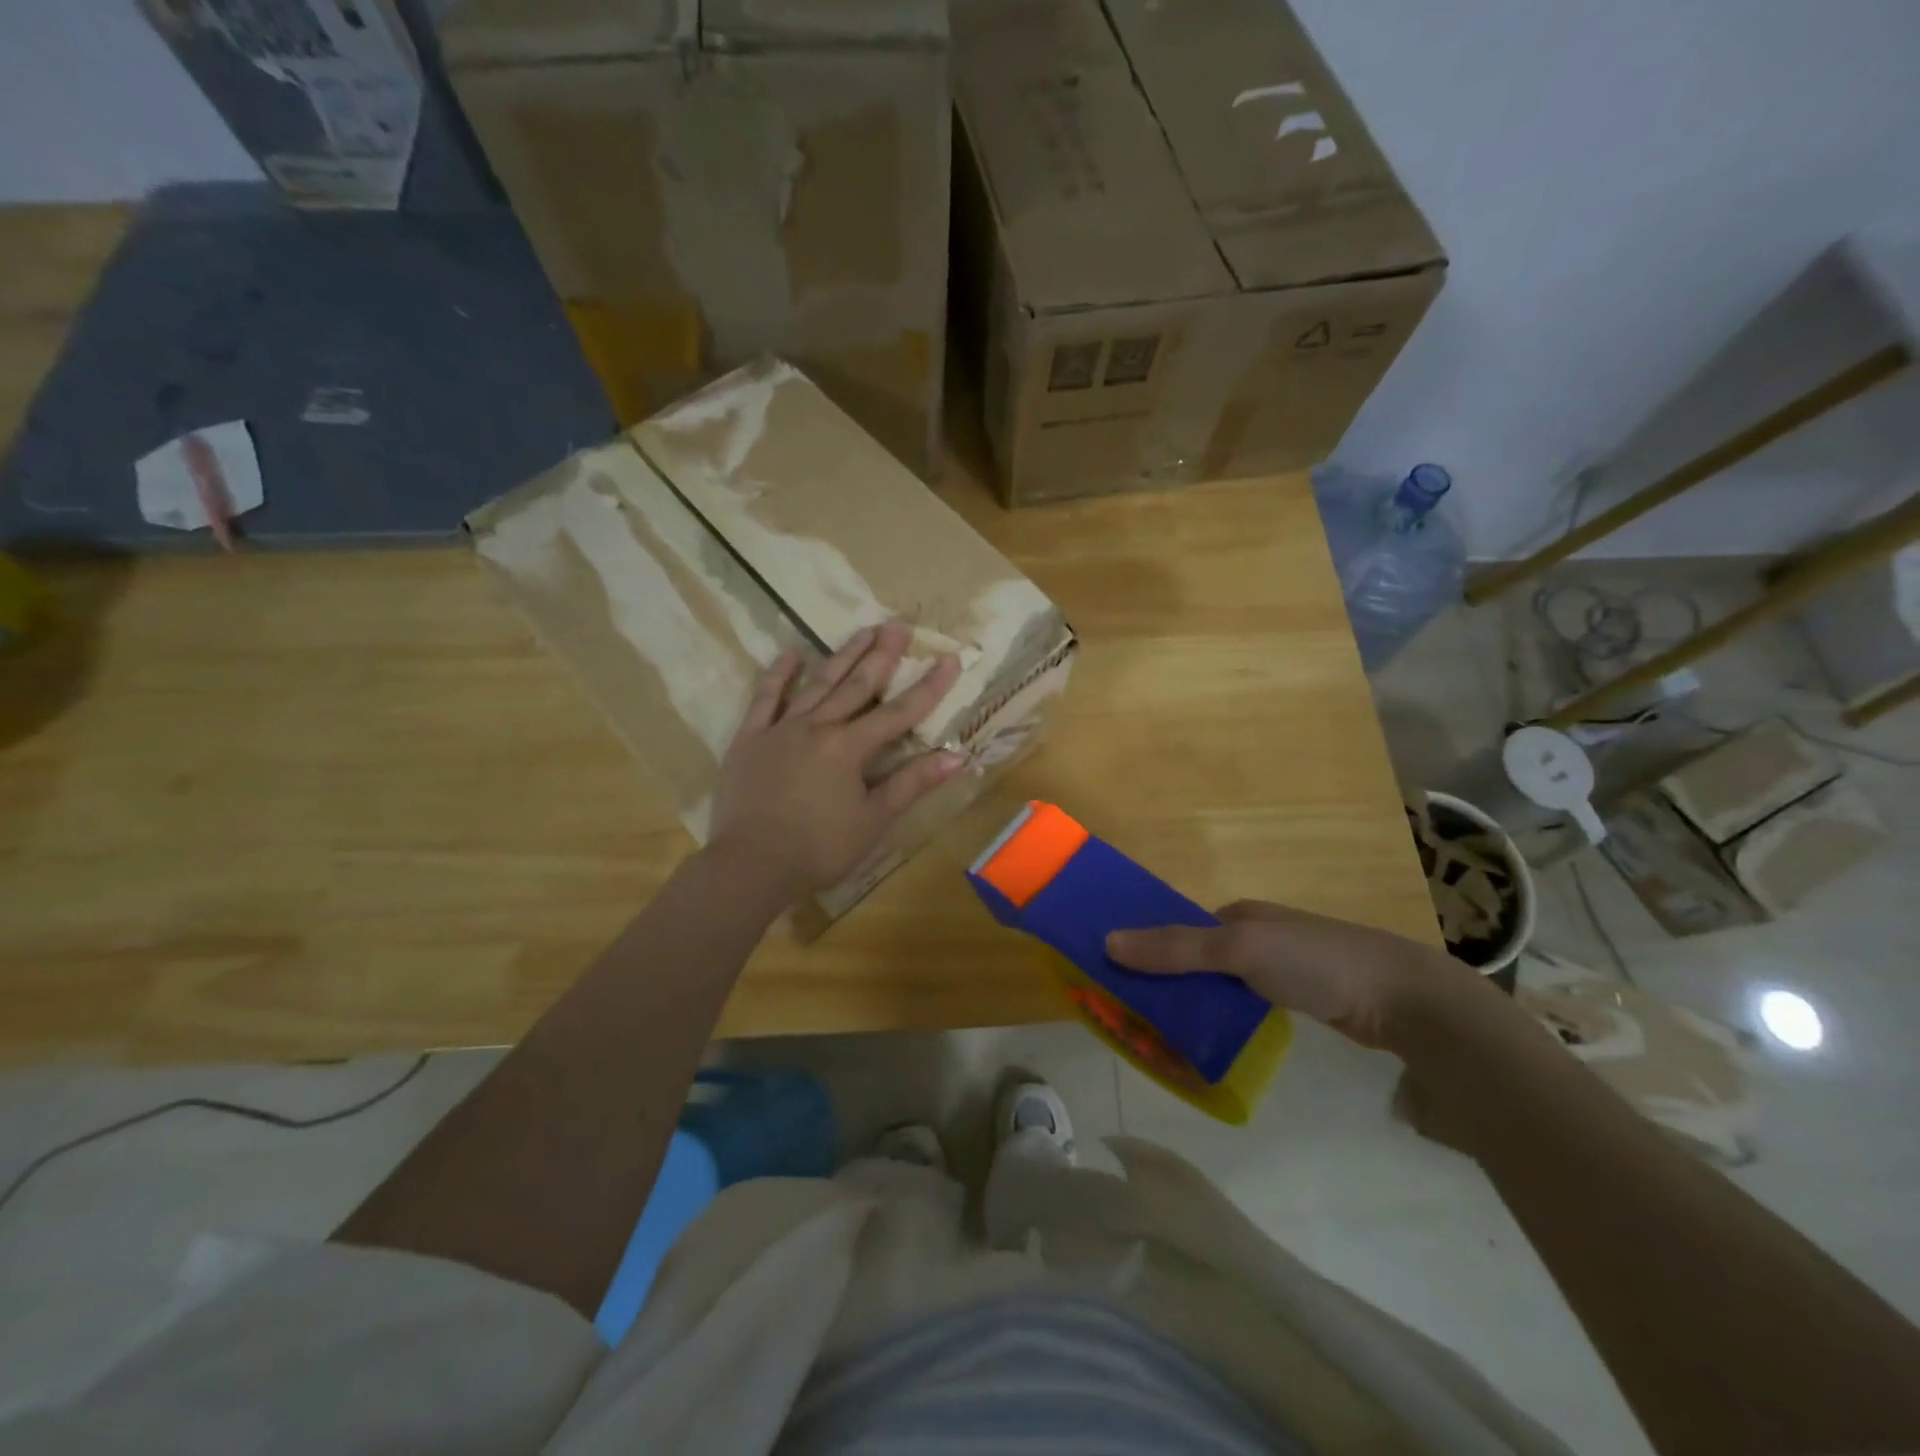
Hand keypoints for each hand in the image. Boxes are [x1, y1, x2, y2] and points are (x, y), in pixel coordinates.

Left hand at [707, 621, 964, 902]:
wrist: (751, 864)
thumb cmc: (819, 848)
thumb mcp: (873, 820)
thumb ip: (912, 784)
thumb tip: (957, 757)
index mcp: (850, 748)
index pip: (900, 713)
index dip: (928, 687)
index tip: (949, 659)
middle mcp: (818, 727)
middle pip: (857, 685)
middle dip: (882, 655)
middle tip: (898, 624)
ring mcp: (781, 729)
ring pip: (817, 684)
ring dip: (841, 656)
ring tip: (862, 630)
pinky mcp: (750, 739)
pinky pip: (765, 699)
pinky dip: (779, 676)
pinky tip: (791, 655)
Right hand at [1105, 900, 1484, 1052]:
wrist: (1404, 998)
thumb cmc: (1316, 961)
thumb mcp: (1240, 949)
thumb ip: (1176, 948)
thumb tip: (1107, 942)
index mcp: (1236, 914)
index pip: (1175, 930)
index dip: (1144, 950)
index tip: (1114, 980)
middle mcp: (1252, 937)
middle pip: (1193, 960)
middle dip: (1164, 985)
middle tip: (1133, 1020)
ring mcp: (1276, 970)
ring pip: (1216, 987)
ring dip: (1190, 1007)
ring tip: (1161, 1040)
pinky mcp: (1296, 1000)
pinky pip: (1241, 1008)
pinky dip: (1219, 1022)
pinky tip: (1207, 1045)